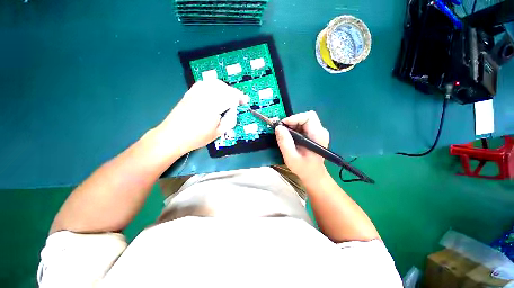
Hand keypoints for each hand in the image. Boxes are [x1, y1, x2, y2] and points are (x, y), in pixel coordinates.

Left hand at [157, 79, 247, 154]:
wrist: (173, 136)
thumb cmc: (197, 137)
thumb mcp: (218, 133)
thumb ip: (230, 120)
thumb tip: (234, 110)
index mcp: (213, 107)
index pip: (230, 96)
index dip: (239, 98)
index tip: (244, 102)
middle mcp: (204, 96)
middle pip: (224, 87)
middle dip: (233, 93)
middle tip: (238, 101)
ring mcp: (195, 92)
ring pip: (215, 83)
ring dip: (225, 88)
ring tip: (229, 97)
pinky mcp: (190, 92)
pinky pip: (205, 83)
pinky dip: (214, 86)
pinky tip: (216, 93)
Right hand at [275, 111, 329, 181]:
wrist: (313, 174)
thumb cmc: (303, 168)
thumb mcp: (291, 157)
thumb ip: (285, 142)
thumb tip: (278, 127)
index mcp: (318, 135)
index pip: (308, 117)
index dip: (294, 118)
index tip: (282, 125)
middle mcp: (320, 131)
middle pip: (305, 117)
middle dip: (292, 122)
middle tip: (282, 131)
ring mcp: (318, 132)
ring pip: (303, 120)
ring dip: (292, 125)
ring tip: (285, 135)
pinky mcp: (314, 134)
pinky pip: (303, 125)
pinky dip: (294, 128)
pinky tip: (290, 137)